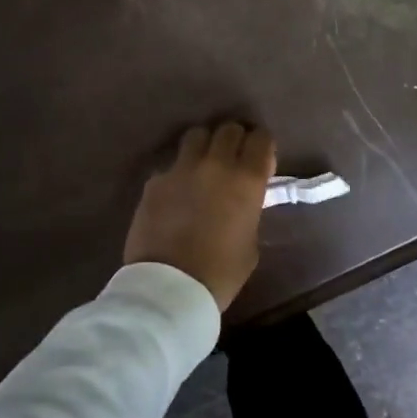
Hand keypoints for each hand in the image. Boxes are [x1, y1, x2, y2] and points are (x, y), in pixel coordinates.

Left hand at [124, 121, 275, 311]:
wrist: (169, 288)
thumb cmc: (221, 273)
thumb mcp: (251, 243)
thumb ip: (249, 211)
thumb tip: (241, 200)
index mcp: (247, 180)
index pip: (261, 139)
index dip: (262, 146)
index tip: (260, 160)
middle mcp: (215, 165)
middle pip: (229, 129)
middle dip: (234, 140)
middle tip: (233, 158)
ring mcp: (181, 169)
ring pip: (196, 135)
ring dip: (205, 146)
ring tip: (203, 165)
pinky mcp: (154, 181)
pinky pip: (171, 165)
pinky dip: (178, 173)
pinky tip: (177, 193)